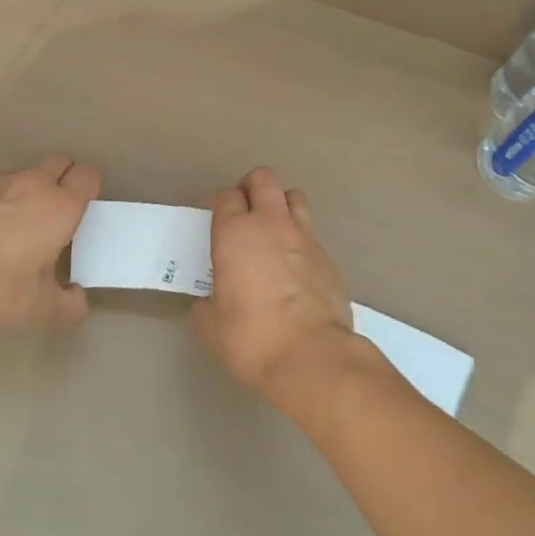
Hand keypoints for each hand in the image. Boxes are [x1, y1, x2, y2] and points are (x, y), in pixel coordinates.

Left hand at [0, 155, 101, 329]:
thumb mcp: (40, 311)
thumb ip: (69, 306)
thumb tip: (78, 300)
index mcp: (60, 207)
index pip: (87, 175)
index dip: (89, 188)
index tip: (82, 210)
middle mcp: (31, 184)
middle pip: (59, 162)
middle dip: (62, 179)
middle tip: (53, 214)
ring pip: (22, 174)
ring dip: (25, 191)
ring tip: (12, 226)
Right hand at [193, 167, 357, 404]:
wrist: (311, 355)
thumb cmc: (251, 337)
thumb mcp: (210, 326)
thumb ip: (206, 305)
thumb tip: (209, 303)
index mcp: (235, 232)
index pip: (226, 196)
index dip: (221, 205)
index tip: (218, 221)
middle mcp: (271, 223)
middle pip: (263, 179)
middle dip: (252, 187)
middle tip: (245, 211)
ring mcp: (304, 237)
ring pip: (294, 197)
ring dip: (281, 205)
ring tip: (274, 230)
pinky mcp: (328, 258)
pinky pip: (311, 235)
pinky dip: (301, 241)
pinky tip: (296, 267)